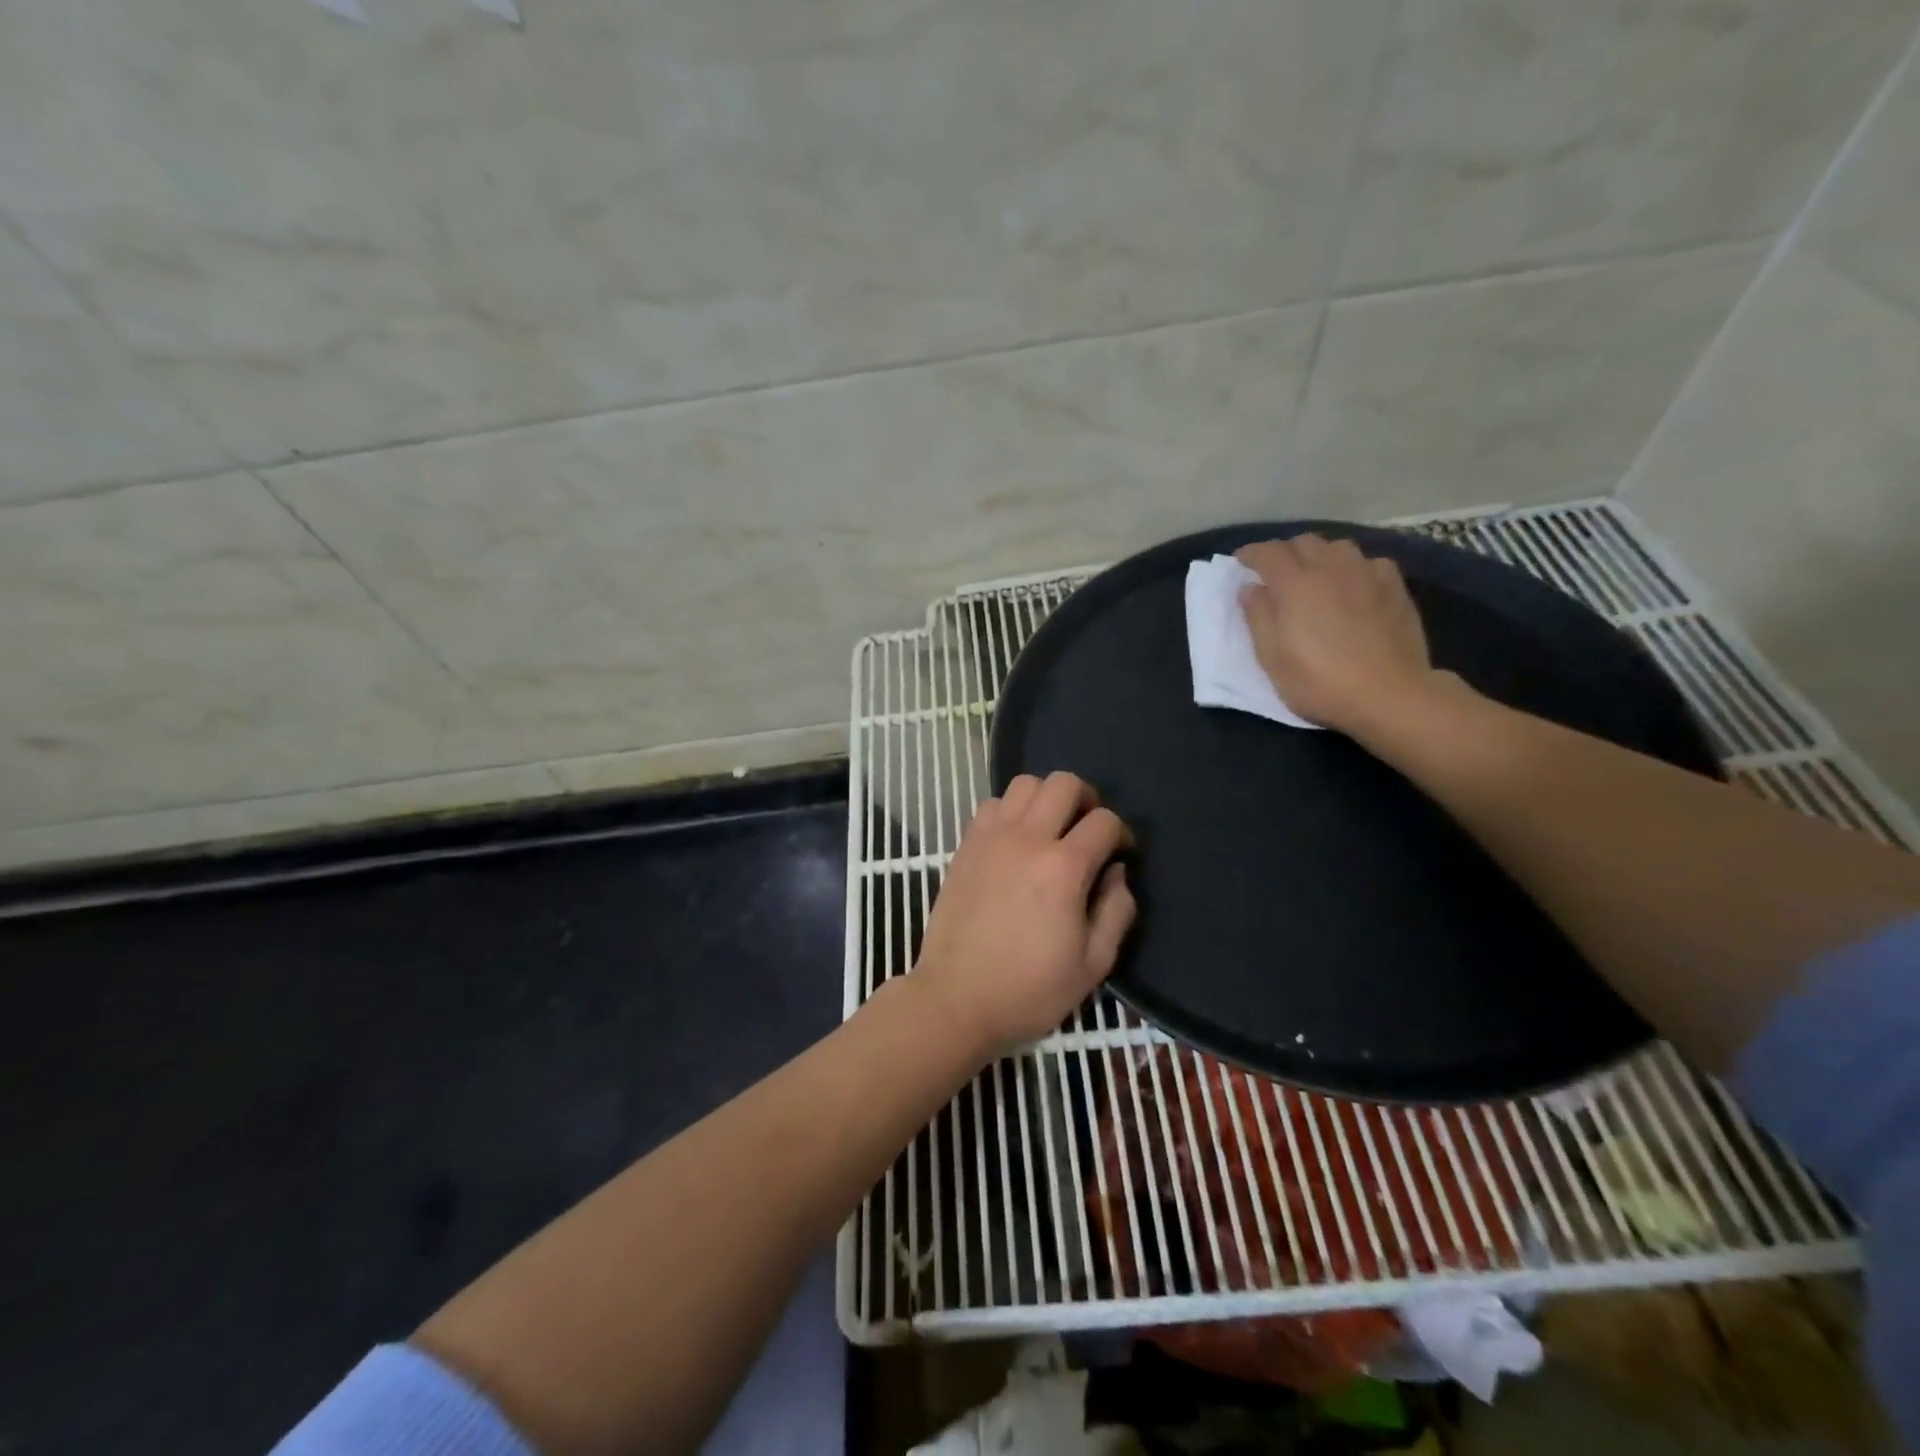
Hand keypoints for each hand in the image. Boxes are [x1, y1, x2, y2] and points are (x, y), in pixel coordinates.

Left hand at [913, 771, 1134, 1056]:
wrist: (956, 999)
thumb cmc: (1029, 989)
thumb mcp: (1093, 964)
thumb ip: (1117, 911)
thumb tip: (1117, 872)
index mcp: (1063, 868)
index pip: (1104, 821)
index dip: (1121, 834)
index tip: (1120, 855)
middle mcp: (1027, 839)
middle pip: (1063, 783)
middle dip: (1086, 799)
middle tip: (1087, 830)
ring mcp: (991, 838)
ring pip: (1024, 784)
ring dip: (1045, 798)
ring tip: (1051, 829)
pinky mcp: (965, 846)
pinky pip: (992, 804)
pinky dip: (1010, 810)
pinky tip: (1015, 840)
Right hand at [1236, 534, 1436, 734]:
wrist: (1389, 695)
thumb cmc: (1319, 682)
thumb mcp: (1272, 659)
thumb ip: (1258, 618)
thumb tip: (1251, 589)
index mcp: (1295, 584)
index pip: (1268, 553)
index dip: (1251, 554)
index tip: (1241, 562)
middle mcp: (1330, 568)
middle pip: (1304, 542)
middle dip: (1285, 552)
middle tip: (1275, 572)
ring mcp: (1367, 574)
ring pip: (1338, 547)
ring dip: (1319, 555)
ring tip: (1315, 575)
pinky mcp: (1395, 587)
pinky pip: (1370, 562)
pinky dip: (1353, 567)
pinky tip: (1354, 586)